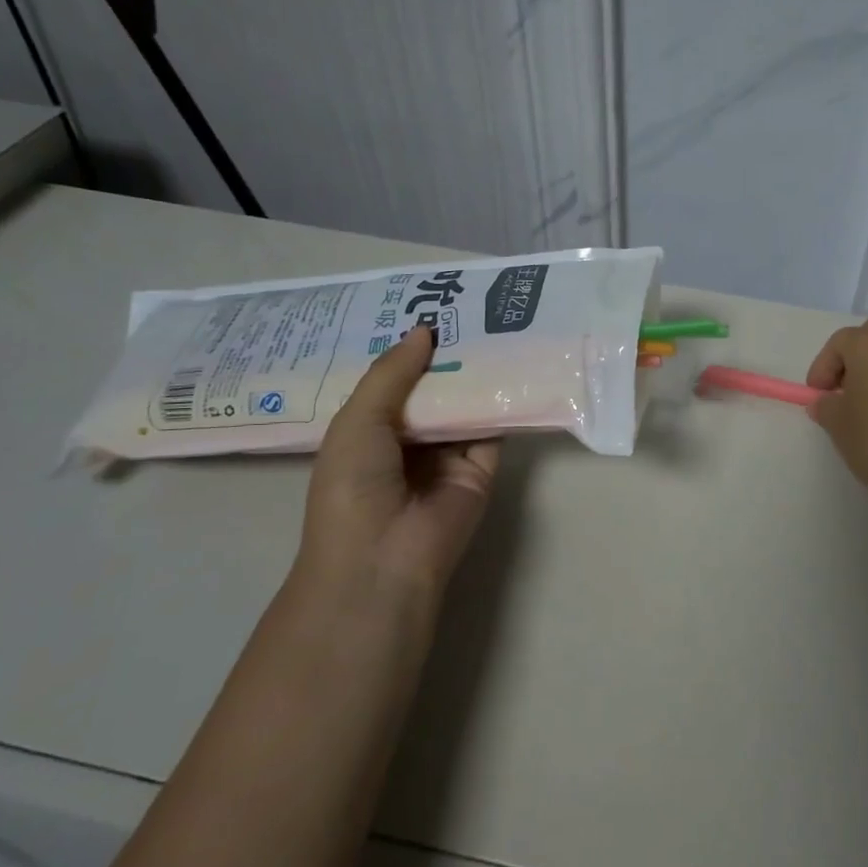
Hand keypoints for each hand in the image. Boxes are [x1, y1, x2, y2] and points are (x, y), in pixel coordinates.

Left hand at [296, 326, 500, 588]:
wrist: (384, 557)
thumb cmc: (353, 486)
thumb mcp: (358, 420)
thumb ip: (392, 374)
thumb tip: (424, 331)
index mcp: (369, 432)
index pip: (392, 383)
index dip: (407, 351)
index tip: (428, 310)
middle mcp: (408, 442)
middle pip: (432, 391)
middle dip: (446, 357)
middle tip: (469, 309)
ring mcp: (446, 457)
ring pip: (464, 406)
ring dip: (476, 375)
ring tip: (496, 326)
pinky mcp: (481, 469)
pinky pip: (492, 430)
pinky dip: (502, 403)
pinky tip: (514, 366)